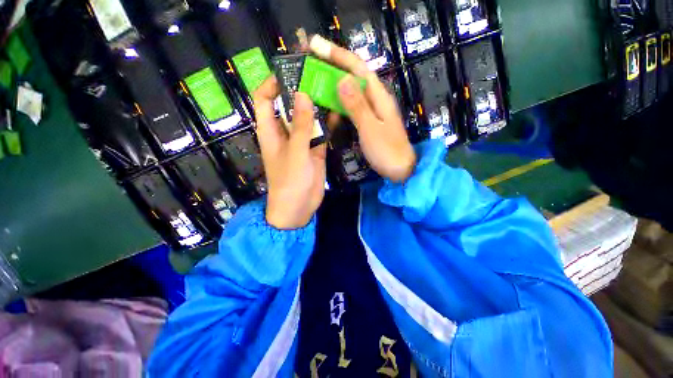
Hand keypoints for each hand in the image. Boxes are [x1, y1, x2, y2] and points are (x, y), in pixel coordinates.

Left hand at [252, 77, 326, 228]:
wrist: (299, 207)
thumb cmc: (290, 182)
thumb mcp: (295, 152)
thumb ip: (301, 125)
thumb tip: (303, 94)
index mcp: (271, 131)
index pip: (264, 99)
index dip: (272, 84)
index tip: (290, 72)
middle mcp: (285, 133)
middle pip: (289, 106)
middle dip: (301, 91)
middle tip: (318, 77)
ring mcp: (301, 142)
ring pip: (308, 118)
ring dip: (317, 106)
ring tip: (331, 90)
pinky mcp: (315, 150)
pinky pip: (320, 132)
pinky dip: (327, 123)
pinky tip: (338, 112)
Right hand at [310, 35, 415, 182]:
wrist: (401, 170)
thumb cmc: (387, 151)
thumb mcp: (370, 129)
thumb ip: (357, 106)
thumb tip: (342, 79)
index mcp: (379, 96)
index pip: (357, 68)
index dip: (337, 55)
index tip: (316, 46)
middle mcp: (376, 99)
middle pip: (354, 76)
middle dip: (333, 65)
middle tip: (311, 60)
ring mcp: (372, 111)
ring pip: (352, 91)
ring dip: (335, 84)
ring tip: (315, 80)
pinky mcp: (369, 121)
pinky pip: (353, 107)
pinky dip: (340, 103)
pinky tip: (330, 105)